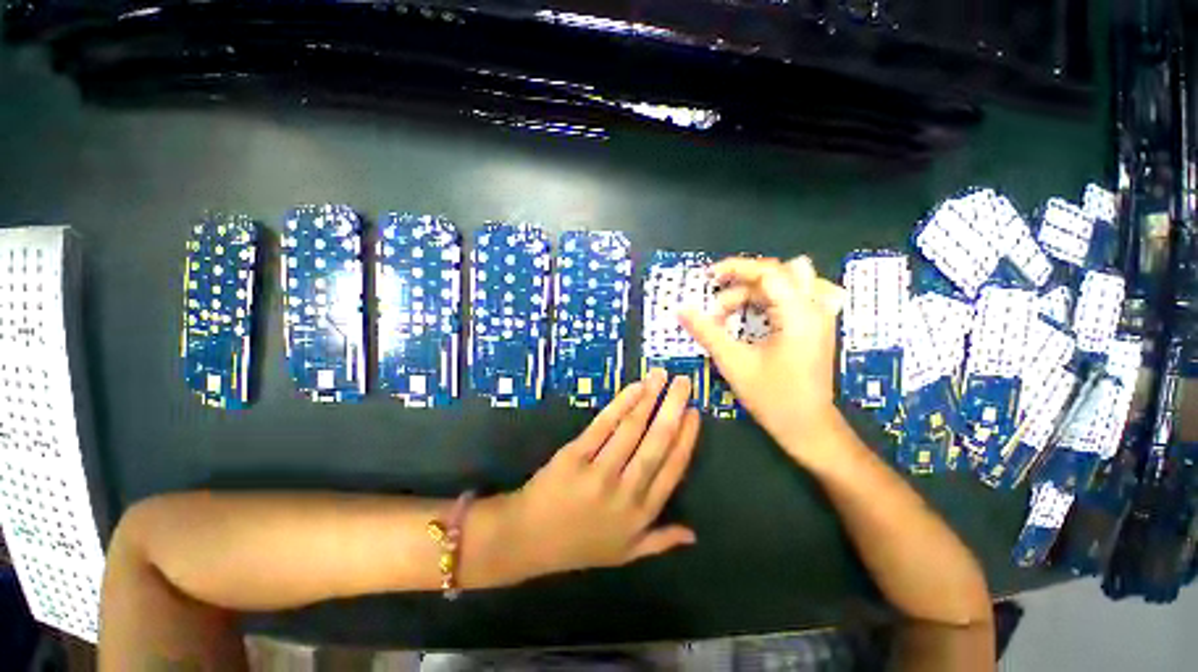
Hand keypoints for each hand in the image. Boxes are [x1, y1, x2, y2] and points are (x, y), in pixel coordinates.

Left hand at [497, 369, 700, 582]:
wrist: (528, 539)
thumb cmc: (580, 545)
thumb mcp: (625, 552)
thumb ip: (660, 541)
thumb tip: (694, 534)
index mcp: (641, 513)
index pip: (673, 468)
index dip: (686, 438)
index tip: (694, 412)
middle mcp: (626, 491)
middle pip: (657, 442)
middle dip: (673, 408)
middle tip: (684, 382)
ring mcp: (599, 471)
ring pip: (632, 428)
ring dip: (649, 398)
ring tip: (661, 376)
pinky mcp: (575, 454)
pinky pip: (603, 424)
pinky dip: (621, 403)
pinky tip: (634, 388)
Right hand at [679, 256, 845, 465]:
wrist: (808, 427)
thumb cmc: (772, 397)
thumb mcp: (733, 362)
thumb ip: (706, 331)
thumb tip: (681, 310)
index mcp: (799, 315)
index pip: (768, 272)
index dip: (735, 268)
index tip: (709, 278)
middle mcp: (816, 308)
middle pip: (781, 271)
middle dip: (745, 280)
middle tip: (718, 301)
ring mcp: (821, 316)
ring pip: (790, 280)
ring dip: (758, 289)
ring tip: (733, 311)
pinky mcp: (819, 325)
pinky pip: (798, 294)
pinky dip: (773, 297)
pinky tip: (757, 314)